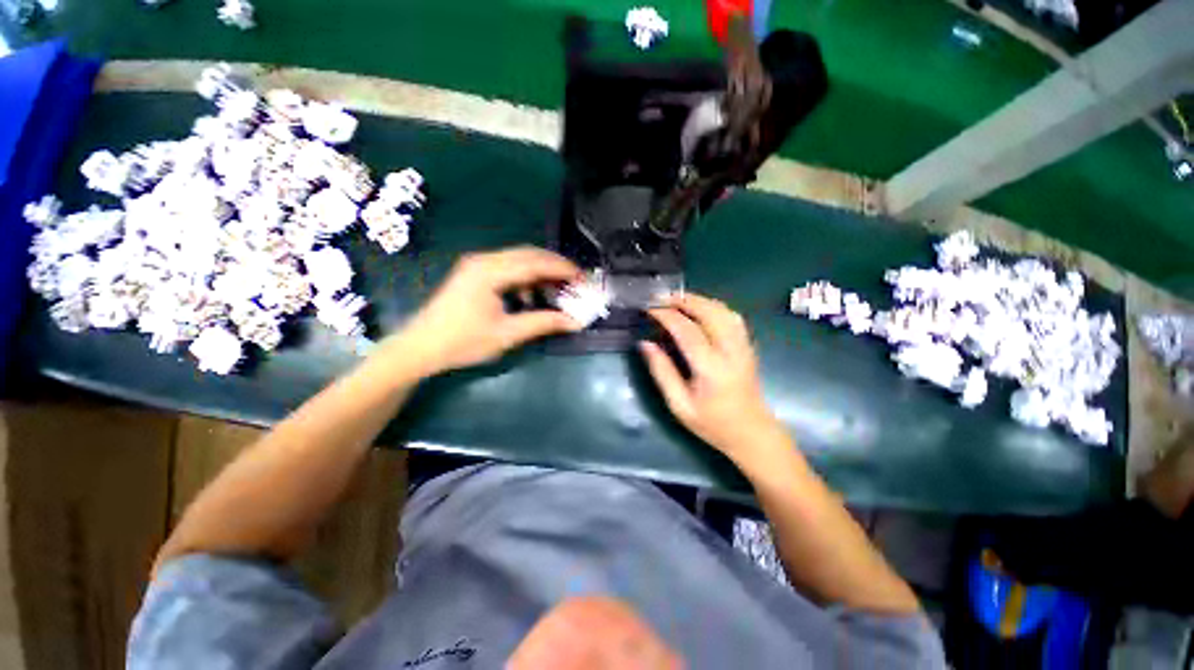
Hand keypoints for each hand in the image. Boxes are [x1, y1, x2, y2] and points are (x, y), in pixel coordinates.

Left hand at [389, 247, 582, 375]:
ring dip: (541, 271)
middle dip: (555, 266)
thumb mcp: (507, 334)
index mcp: (490, 271)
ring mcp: (477, 265)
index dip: (562, 269)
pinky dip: (525, 277)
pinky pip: (508, 267)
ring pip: (519, 259)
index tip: (583, 278)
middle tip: (576, 280)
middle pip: (528, 254)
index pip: (535, 262)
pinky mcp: (474, 273)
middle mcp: (484, 260)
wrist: (420, 348)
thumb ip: (543, 323)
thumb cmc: (462, 342)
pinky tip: (530, 296)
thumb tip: (575, 321)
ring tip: (558, 287)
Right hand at [641, 293, 784, 462]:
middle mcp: (731, 351)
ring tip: (676, 301)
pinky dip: (713, 306)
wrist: (752, 434)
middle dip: (683, 300)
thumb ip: (662, 372)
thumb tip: (645, 344)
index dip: (666, 315)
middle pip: (709, 312)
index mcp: (711, 369)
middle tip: (660, 298)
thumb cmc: (713, 424)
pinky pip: (731, 316)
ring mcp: (743, 346)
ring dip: (699, 300)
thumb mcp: (679, 405)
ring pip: (723, 310)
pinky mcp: (748, 346)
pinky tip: (699, 310)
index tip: (649, 308)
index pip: (687, 331)